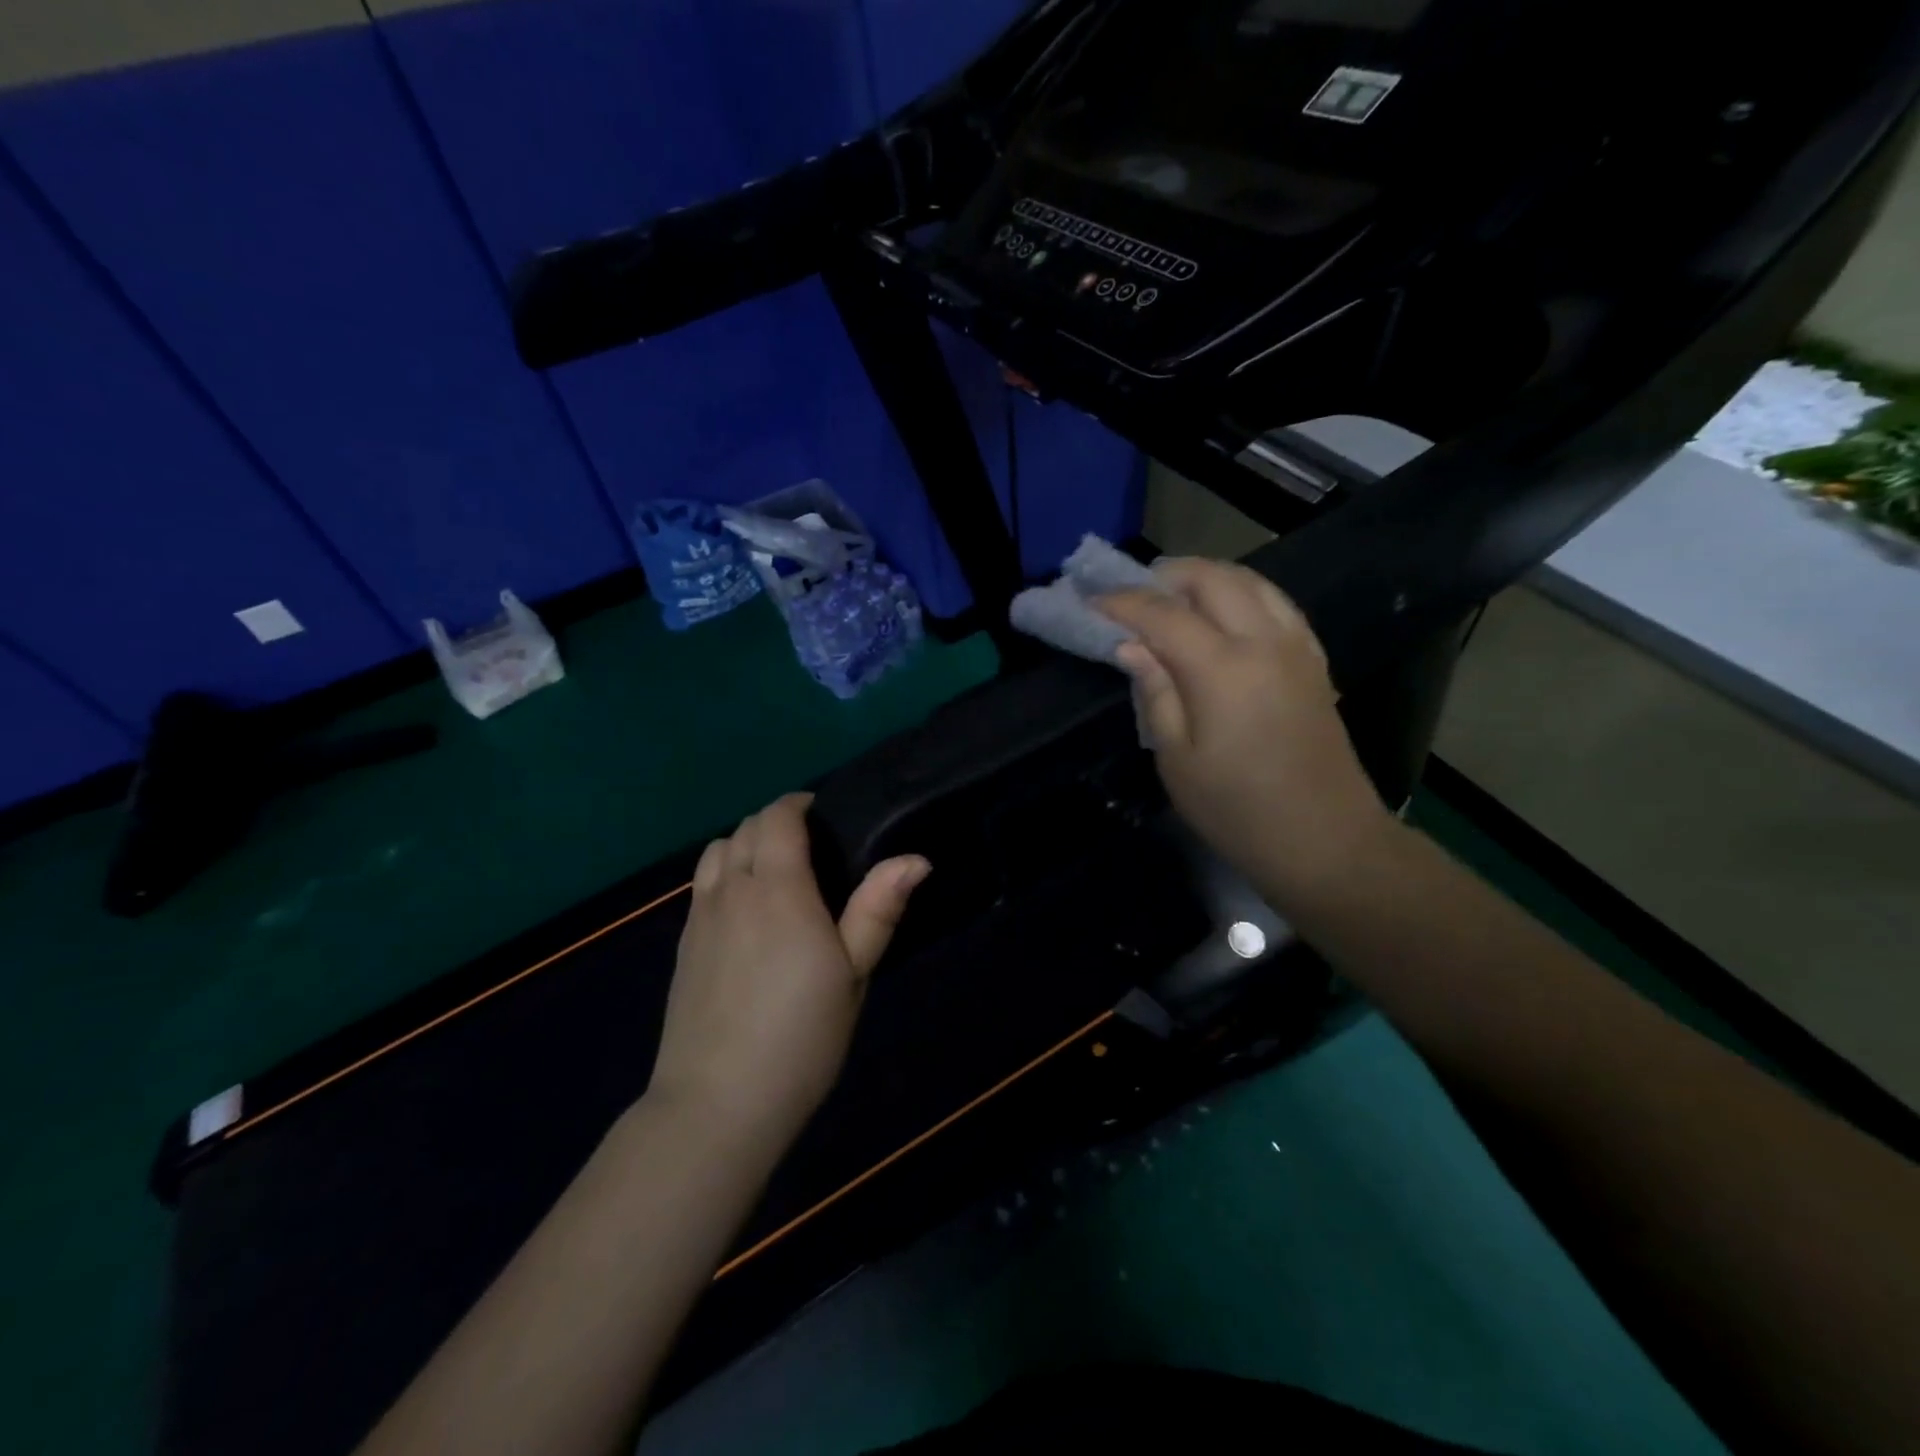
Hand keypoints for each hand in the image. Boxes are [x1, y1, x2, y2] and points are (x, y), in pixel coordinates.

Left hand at [648, 793, 929, 1149]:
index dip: (798, 804)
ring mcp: (700, 916)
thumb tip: (915, 858)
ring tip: (774, 870)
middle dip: (775, 821)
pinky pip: (701, 883)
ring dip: (745, 843)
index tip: (824, 814)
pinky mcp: (683, 943)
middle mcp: (732, 890)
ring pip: (716, 850)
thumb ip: (879, 909)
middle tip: (811, 846)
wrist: (718, 1103)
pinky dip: (723, 872)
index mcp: (779, 889)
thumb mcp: (854, 974)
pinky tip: (745, 909)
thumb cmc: (801, 1036)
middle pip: (744, 828)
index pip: (777, 818)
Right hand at [1097, 558, 1391, 904]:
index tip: (1090, 602)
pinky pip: (1275, 603)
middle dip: (1165, 575)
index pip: (1163, 613)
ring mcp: (1296, 646)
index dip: (1122, 603)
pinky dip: (1241, 594)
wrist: (1326, 841)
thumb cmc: (1238, 811)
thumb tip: (1132, 647)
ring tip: (1172, 596)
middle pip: (1212, 578)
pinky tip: (1223, 616)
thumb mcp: (1177, 760)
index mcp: (1223, 669)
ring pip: (1250, 581)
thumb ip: (1156, 693)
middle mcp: (1264, 641)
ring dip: (1206, 577)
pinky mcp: (1315, 660)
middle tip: (1131, 595)